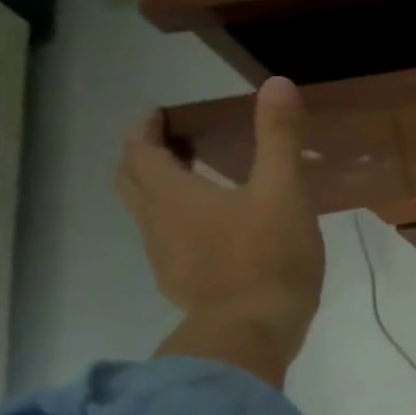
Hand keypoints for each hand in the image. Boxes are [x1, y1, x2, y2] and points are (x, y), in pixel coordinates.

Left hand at [116, 76, 324, 385]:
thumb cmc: (269, 255)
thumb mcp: (284, 189)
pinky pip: (166, 241)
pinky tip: (211, 230)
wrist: (254, 330)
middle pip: (131, 182)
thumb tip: (276, 83)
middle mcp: (158, 223)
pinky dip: (175, 222)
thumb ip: (279, 137)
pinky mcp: (183, 284)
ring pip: (146, 214)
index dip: (145, 130)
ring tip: (193, 181)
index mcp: (175, 196)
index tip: (157, 114)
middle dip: (143, 157)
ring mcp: (166, 258)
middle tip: (169, 143)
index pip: (142, 153)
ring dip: (158, 190)